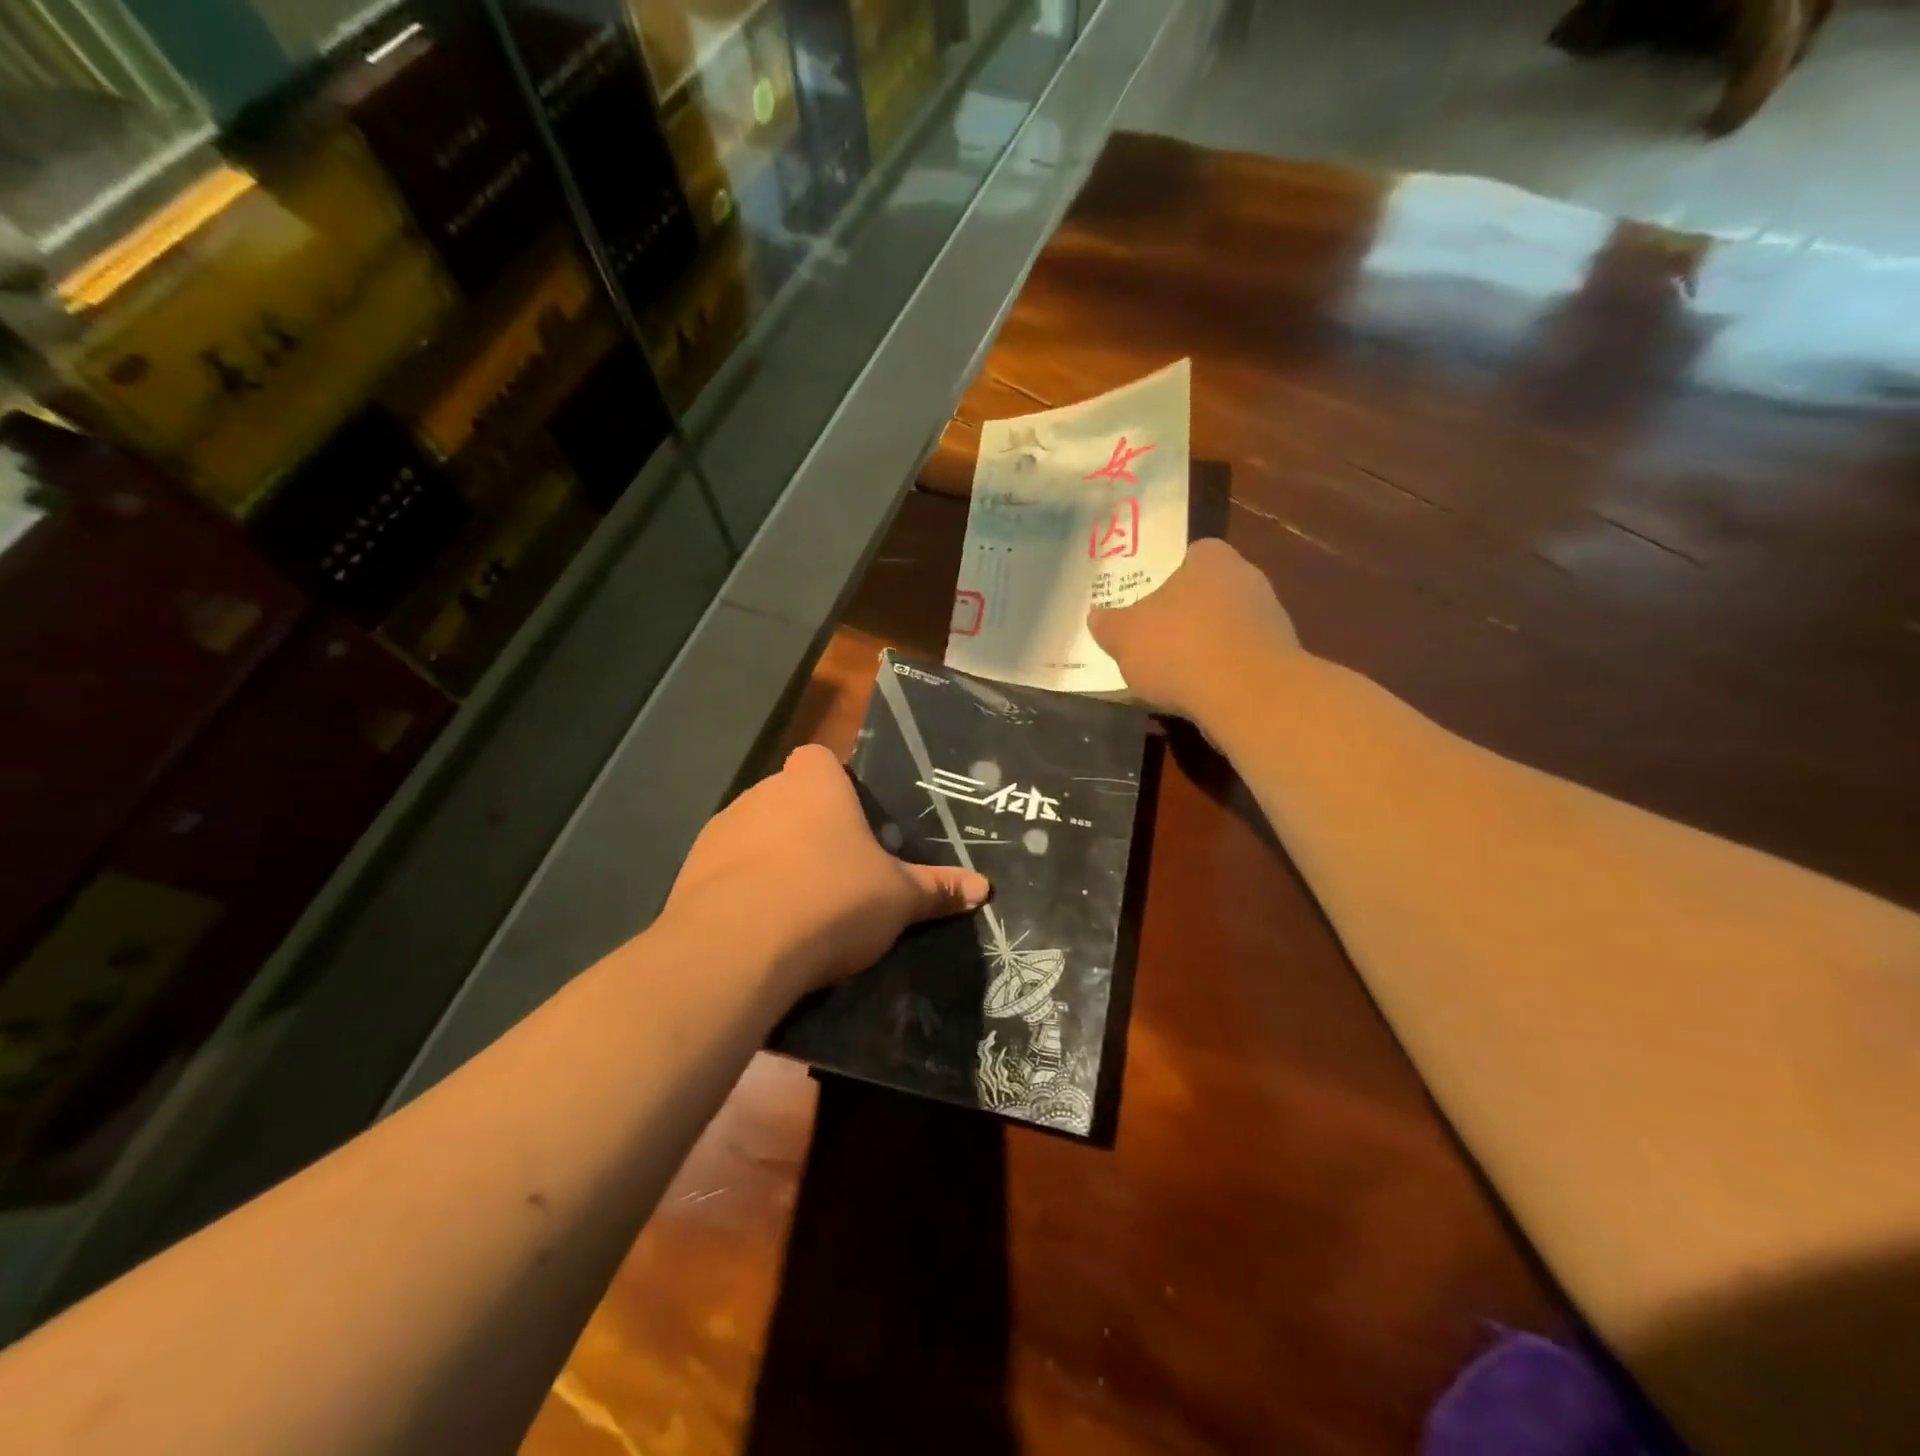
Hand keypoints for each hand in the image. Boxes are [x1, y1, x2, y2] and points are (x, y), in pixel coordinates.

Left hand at [662, 743, 989, 994]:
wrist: (740, 947)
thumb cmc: (834, 899)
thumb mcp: (898, 899)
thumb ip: (937, 889)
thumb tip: (984, 889)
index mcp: (813, 783)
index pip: (821, 760)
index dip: (835, 786)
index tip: (852, 826)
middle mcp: (762, 793)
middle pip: (789, 799)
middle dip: (807, 829)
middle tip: (835, 875)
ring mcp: (720, 830)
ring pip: (754, 836)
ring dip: (771, 860)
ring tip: (796, 909)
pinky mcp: (689, 871)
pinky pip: (725, 872)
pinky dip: (741, 891)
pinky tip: (761, 930)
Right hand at [1089, 538, 1299, 723]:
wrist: (1247, 695)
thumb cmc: (1179, 649)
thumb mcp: (1124, 637)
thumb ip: (1109, 624)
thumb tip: (1097, 617)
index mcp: (1212, 558)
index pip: (1191, 554)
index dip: (1169, 576)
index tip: (1150, 604)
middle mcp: (1248, 577)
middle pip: (1210, 591)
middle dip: (1187, 613)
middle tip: (1158, 638)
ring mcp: (1271, 617)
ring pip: (1229, 625)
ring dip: (1208, 644)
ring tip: (1178, 673)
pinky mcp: (1283, 656)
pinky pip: (1243, 657)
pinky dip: (1225, 671)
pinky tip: (1204, 693)